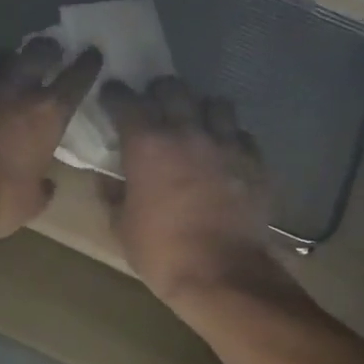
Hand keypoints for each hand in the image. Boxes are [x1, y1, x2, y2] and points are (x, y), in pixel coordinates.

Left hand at [0, 38, 101, 243]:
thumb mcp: (33, 202)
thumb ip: (44, 186)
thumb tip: (47, 183)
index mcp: (48, 114)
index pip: (78, 76)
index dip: (87, 64)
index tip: (91, 55)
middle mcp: (17, 89)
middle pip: (38, 50)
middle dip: (47, 49)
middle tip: (48, 53)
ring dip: (3, 59)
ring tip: (4, 67)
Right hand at [100, 77, 277, 301]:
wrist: (221, 274)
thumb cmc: (161, 252)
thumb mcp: (122, 227)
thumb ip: (113, 195)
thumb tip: (109, 180)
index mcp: (147, 145)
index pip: (126, 101)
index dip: (116, 95)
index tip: (111, 96)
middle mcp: (187, 132)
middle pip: (173, 89)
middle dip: (159, 93)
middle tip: (154, 106)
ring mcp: (225, 144)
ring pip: (215, 104)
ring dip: (201, 109)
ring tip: (195, 124)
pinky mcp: (255, 161)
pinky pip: (242, 135)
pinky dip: (230, 138)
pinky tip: (224, 153)